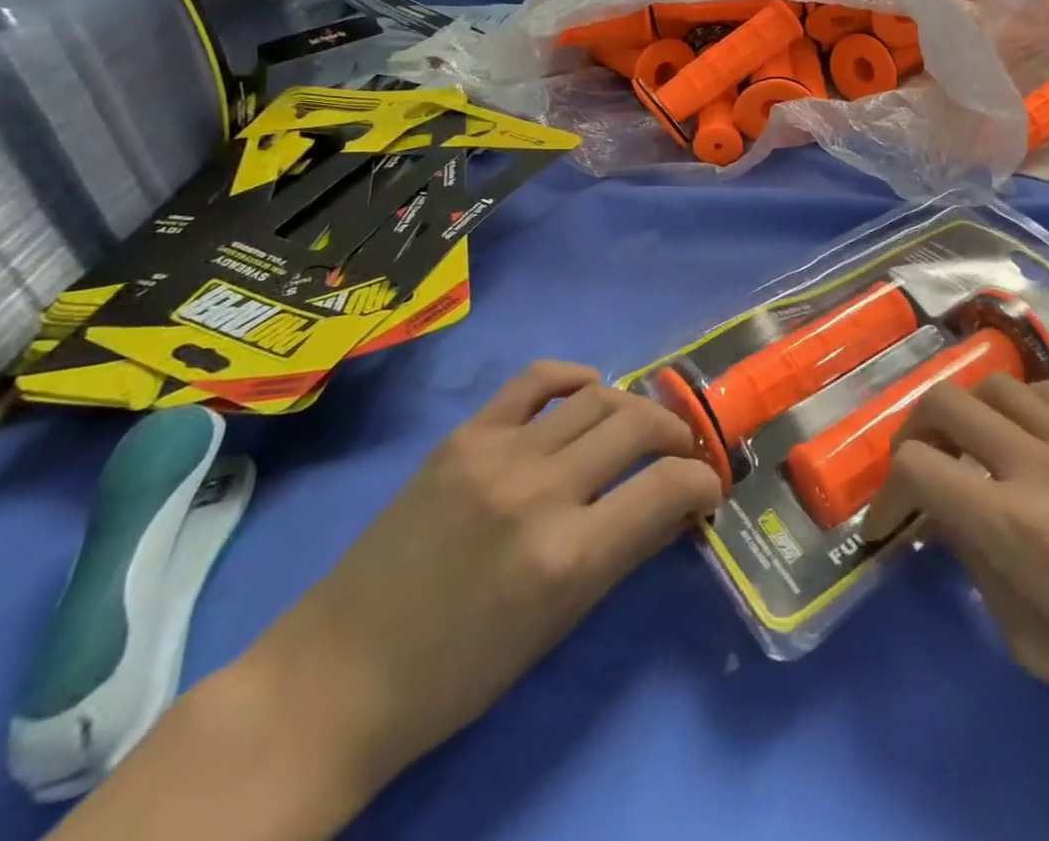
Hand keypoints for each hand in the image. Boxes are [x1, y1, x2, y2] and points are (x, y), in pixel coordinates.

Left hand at [247, 361, 718, 787]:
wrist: (343, 672)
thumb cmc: (463, 671)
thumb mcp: (562, 622)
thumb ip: (629, 550)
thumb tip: (681, 504)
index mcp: (569, 556)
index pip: (669, 486)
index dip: (703, 481)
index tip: (706, 489)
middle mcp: (541, 491)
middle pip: (639, 425)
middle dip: (677, 434)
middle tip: (679, 453)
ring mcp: (498, 453)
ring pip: (597, 396)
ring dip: (634, 407)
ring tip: (638, 427)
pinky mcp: (465, 434)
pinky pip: (536, 378)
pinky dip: (574, 376)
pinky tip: (587, 391)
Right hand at [866, 376, 1048, 792]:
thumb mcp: (1041, 652)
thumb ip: (982, 574)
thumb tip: (948, 524)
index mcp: (1019, 527)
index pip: (919, 466)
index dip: (887, 491)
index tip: (892, 523)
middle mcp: (1043, 466)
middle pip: (945, 401)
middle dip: (913, 430)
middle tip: (921, 471)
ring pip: (995, 383)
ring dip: (967, 411)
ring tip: (973, 451)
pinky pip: (1048, 394)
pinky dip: (1019, 406)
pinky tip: (1028, 444)